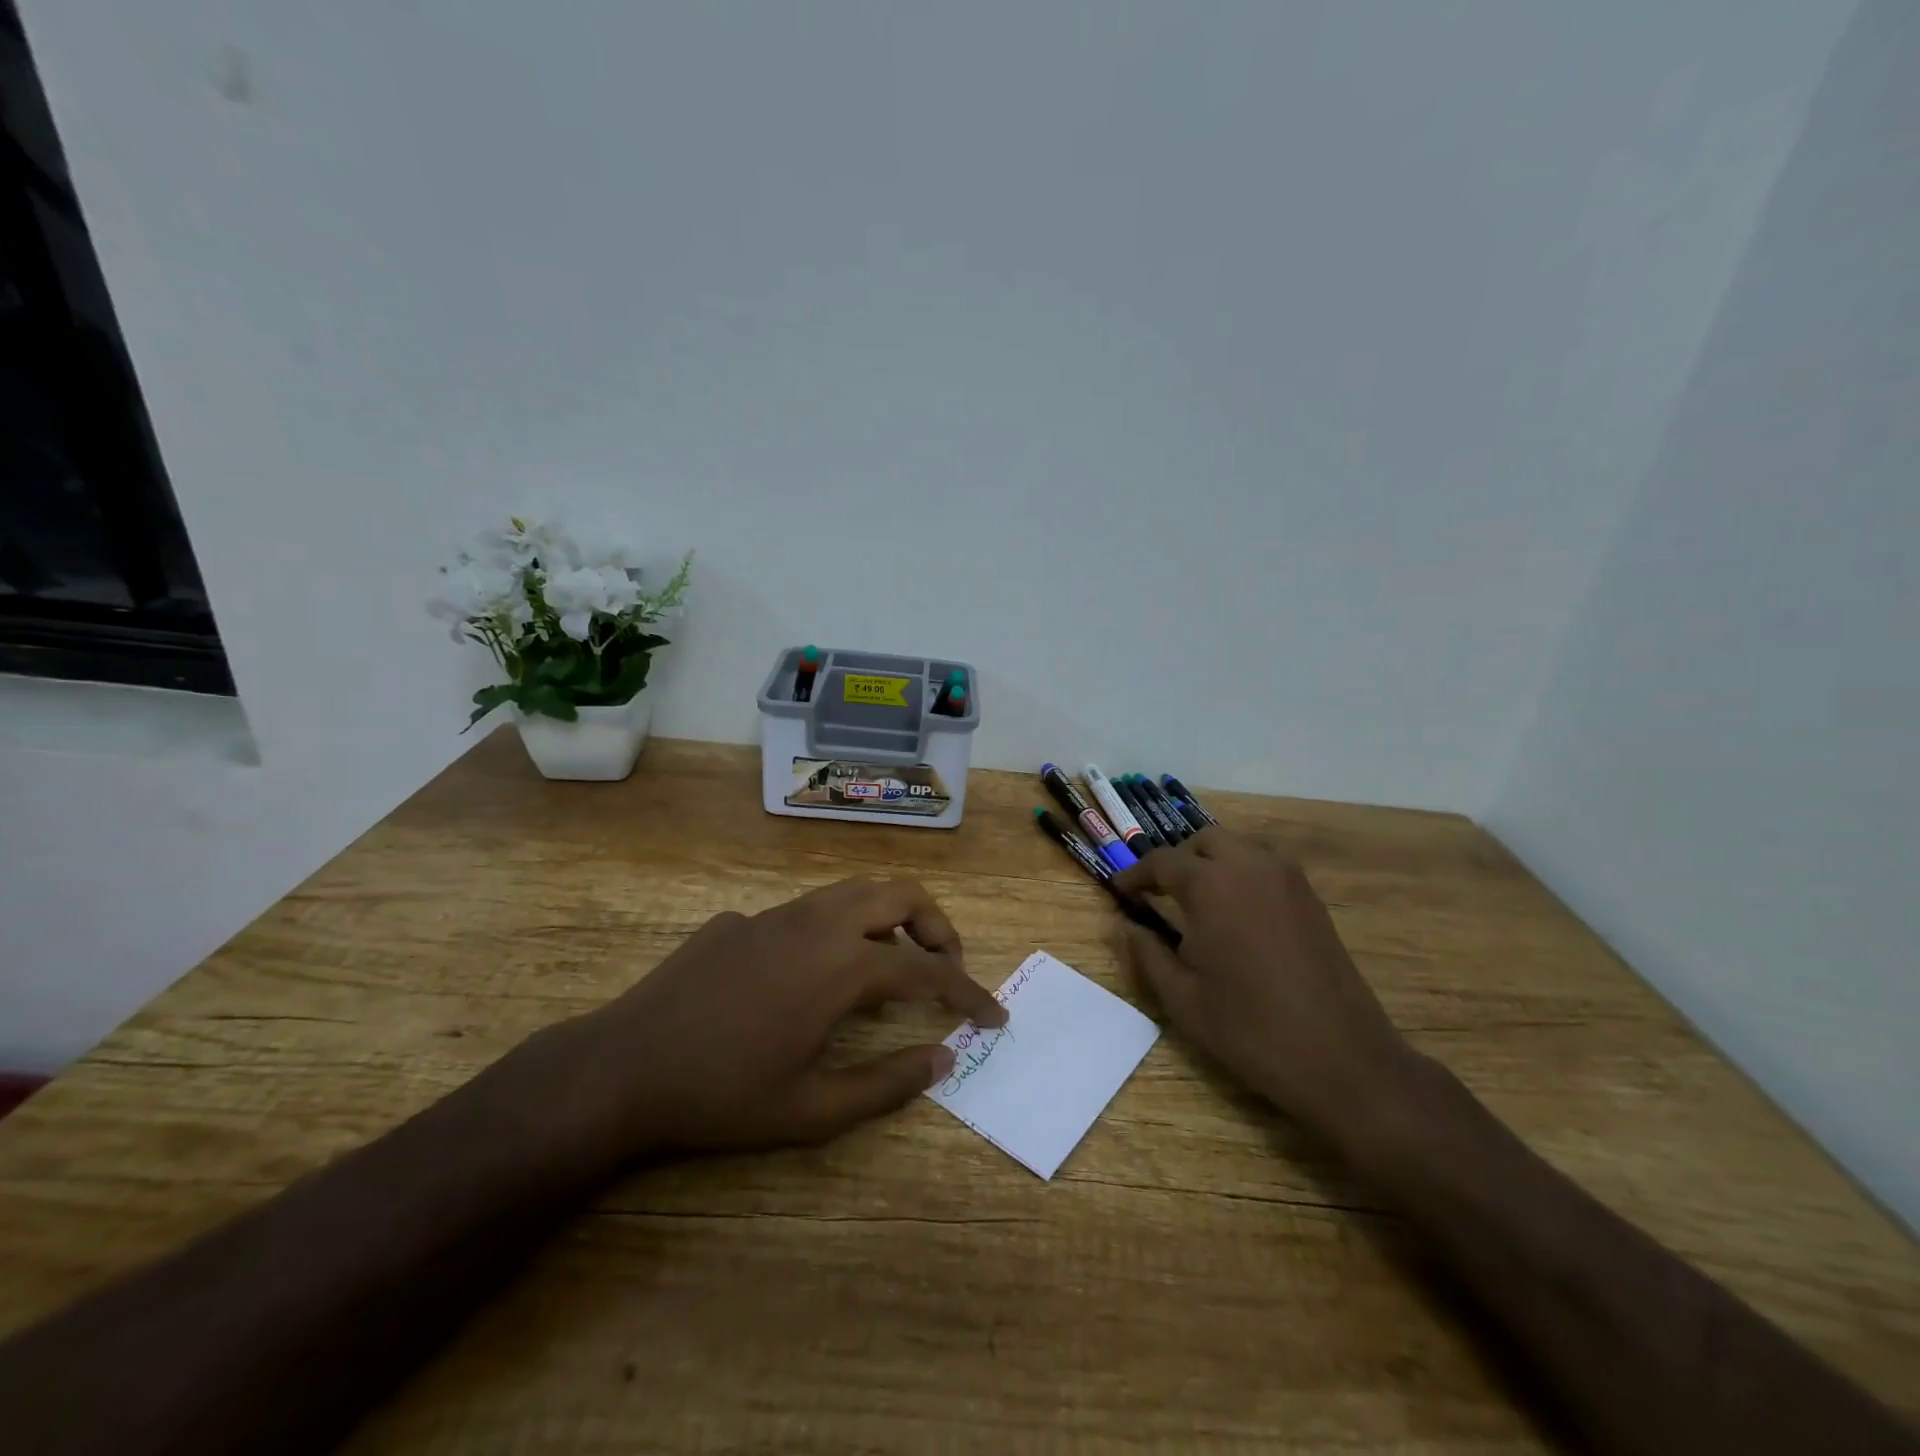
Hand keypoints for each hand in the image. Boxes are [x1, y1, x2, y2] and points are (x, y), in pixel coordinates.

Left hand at [564, 877, 1005, 1156]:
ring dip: (889, 919)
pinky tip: (812, 976)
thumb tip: (945, 1057)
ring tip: (891, 966)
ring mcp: (777, 914)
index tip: (993, 1014)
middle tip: (945, 969)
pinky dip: (837, 930)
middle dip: (938, 927)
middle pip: (902, 894)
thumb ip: (889, 1083)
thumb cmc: (722, 1096)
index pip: (928, 970)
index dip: (968, 992)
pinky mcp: (742, 918)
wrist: (621, 1069)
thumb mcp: (813, 1110)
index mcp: (843, 966)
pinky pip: (808, 911)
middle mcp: (819, 923)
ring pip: (855, 891)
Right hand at [1113, 831, 1412, 1140]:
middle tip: (1160, 894)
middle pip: (1203, 841)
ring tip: (1198, 901)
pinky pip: (1266, 865)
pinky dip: (1242, 873)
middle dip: (1177, 861)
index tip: (1120, 893)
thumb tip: (1121, 925)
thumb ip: (1145, 953)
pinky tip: (1236, 914)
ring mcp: (1288, 878)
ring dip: (1212, 862)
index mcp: (1211, 886)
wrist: (1342, 1058)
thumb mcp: (1182, 998)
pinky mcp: (1311, 898)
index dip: (1136, 875)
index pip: (1162, 862)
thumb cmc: (1250, 1029)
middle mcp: (1250, 866)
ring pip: (1238, 847)